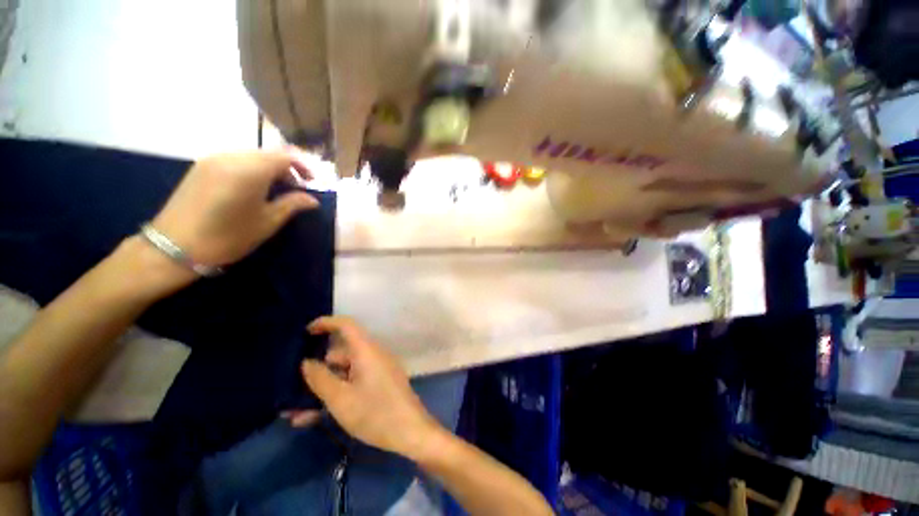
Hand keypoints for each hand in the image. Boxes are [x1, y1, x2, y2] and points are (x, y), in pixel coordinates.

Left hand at [151, 150, 317, 267]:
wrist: (174, 246)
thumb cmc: (228, 236)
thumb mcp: (268, 222)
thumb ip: (292, 205)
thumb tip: (312, 199)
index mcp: (250, 171)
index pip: (284, 156)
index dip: (302, 166)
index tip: (312, 182)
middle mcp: (231, 157)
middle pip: (267, 154)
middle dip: (286, 168)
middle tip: (296, 188)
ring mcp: (213, 160)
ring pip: (251, 156)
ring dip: (269, 168)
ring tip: (275, 190)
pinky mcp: (201, 166)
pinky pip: (235, 160)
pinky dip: (251, 169)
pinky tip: (252, 188)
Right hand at [292, 316, 442, 459]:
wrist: (410, 432)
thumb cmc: (375, 412)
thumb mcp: (340, 399)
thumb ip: (320, 379)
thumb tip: (306, 362)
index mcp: (366, 350)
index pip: (346, 325)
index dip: (326, 323)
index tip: (304, 333)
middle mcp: (372, 355)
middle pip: (341, 353)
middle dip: (315, 369)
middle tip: (290, 386)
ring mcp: (376, 370)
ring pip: (343, 372)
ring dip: (320, 389)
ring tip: (293, 413)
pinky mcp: (379, 384)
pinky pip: (352, 383)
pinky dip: (334, 395)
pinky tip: (311, 418)